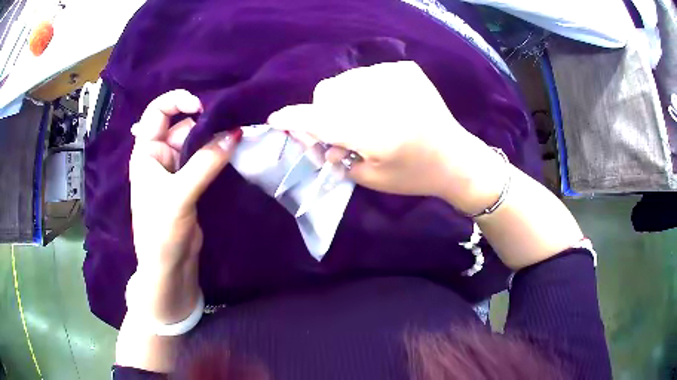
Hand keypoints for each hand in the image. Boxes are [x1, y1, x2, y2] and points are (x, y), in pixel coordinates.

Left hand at [127, 89, 239, 322]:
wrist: (168, 267)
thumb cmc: (161, 230)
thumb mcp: (180, 194)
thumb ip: (207, 162)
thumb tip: (235, 133)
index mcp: (146, 152)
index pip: (157, 112)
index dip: (177, 101)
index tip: (201, 106)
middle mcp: (159, 155)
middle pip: (181, 125)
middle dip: (204, 122)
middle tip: (231, 123)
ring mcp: (175, 170)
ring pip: (196, 142)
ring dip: (214, 139)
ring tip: (237, 136)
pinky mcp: (189, 183)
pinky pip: (203, 159)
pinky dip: (217, 154)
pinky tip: (233, 150)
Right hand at [268, 61, 503, 214]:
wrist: (456, 158)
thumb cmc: (414, 175)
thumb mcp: (369, 177)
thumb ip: (333, 154)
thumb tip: (310, 136)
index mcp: (377, 133)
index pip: (321, 118)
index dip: (294, 118)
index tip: (277, 119)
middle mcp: (384, 98)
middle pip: (327, 92)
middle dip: (322, 112)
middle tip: (335, 132)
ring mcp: (397, 77)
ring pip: (345, 80)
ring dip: (342, 99)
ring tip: (360, 118)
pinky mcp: (406, 69)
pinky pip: (366, 73)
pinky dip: (363, 90)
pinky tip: (380, 105)